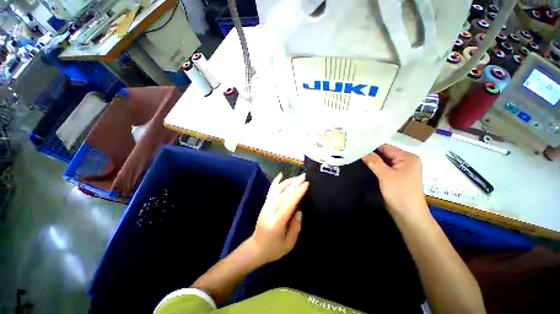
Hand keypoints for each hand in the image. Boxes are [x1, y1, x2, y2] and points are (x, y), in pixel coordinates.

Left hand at [247, 173, 308, 266]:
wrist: (255, 248)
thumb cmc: (273, 249)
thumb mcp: (289, 244)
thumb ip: (295, 227)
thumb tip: (299, 210)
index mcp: (277, 222)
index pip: (289, 203)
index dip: (298, 192)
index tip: (306, 184)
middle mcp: (270, 211)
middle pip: (284, 194)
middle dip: (295, 183)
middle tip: (304, 176)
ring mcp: (266, 206)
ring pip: (277, 189)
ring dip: (288, 181)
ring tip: (297, 177)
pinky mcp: (265, 204)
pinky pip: (271, 190)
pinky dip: (276, 182)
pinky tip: (280, 175)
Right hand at [362, 144, 427, 217]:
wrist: (408, 214)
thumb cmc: (400, 192)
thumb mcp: (385, 175)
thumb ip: (374, 162)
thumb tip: (361, 151)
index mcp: (408, 158)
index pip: (386, 147)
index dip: (372, 147)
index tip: (357, 147)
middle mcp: (406, 161)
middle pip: (385, 154)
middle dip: (371, 154)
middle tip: (355, 153)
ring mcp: (401, 170)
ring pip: (384, 162)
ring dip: (373, 161)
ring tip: (357, 158)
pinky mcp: (396, 177)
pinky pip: (384, 169)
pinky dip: (376, 168)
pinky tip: (365, 166)